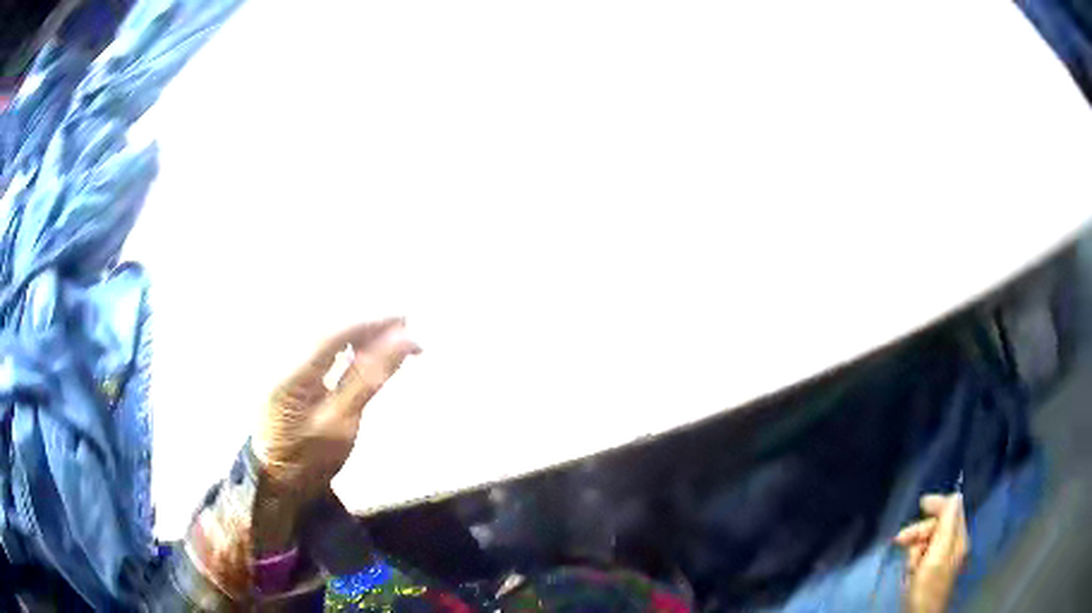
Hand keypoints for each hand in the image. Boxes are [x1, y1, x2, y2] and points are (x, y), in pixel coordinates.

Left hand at [253, 318, 420, 501]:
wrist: (281, 481)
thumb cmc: (311, 460)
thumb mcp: (342, 425)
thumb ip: (367, 380)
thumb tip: (400, 343)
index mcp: (289, 374)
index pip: (330, 335)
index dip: (367, 323)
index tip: (404, 319)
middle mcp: (283, 360)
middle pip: (329, 329)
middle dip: (367, 324)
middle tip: (407, 327)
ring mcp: (286, 366)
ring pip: (327, 337)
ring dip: (361, 333)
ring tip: (396, 337)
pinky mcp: (292, 373)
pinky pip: (324, 350)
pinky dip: (349, 346)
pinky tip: (368, 348)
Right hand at [894, 494, 969, 612]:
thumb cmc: (928, 587)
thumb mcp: (938, 555)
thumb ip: (948, 525)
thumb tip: (955, 495)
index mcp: (958, 539)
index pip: (953, 509)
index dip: (938, 504)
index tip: (920, 504)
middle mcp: (953, 545)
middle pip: (938, 525)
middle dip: (920, 532)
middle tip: (900, 541)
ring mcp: (943, 558)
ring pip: (927, 541)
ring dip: (915, 549)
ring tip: (908, 566)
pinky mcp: (932, 570)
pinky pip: (922, 555)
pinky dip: (914, 560)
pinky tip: (909, 571)